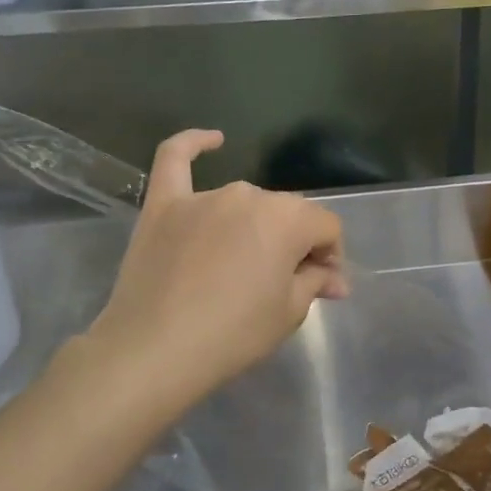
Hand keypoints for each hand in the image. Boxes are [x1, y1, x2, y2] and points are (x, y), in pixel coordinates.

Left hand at [88, 130, 347, 405]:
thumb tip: (335, 277)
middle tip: (288, 282)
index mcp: (287, 218)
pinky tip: (213, 139)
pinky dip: (194, 144)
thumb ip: (315, 281)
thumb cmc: (233, 335)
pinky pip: (175, 160)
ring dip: (256, 226)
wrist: (154, 352)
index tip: (323, 285)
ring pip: (244, 202)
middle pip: (286, 214)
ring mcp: (203, 197)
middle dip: (296, 243)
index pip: (326, 227)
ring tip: (248, 263)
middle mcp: (249, 195)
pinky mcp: (163, 205)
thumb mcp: (289, 313)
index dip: (330, 256)